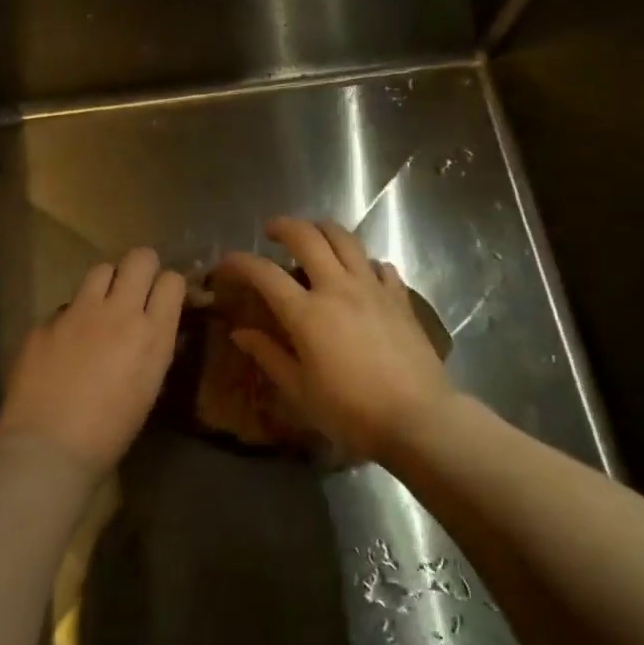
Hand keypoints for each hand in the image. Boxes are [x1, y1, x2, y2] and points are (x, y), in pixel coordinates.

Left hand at [0, 248, 185, 478]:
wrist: (47, 449)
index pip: (172, 281)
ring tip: (99, 310)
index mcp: (152, 334)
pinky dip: (70, 321)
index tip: (162, 298)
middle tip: (135, 288)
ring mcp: (78, 313)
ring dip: (105, 284)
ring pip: (100, 270)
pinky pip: (64, 308)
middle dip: (141, 267)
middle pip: (139, 258)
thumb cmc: (110, 433)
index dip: (168, 286)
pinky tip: (62, 348)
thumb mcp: (148, 387)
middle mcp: (118, 312)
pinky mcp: (44, 322)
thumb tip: (152, 326)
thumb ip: (153, 347)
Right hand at [217, 218, 456, 461]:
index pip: (264, 273)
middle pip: (307, 237)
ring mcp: (372, 288)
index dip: (239, 262)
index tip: (225, 263)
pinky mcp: (399, 297)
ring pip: (345, 238)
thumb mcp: (301, 391)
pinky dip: (364, 261)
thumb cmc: (352, 412)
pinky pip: (379, 264)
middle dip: (283, 226)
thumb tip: (240, 333)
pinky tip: (360, 272)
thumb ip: (269, 356)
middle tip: (272, 232)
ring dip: (323, 229)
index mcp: (307, 313)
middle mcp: (338, 288)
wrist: (418, 418)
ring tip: (313, 236)